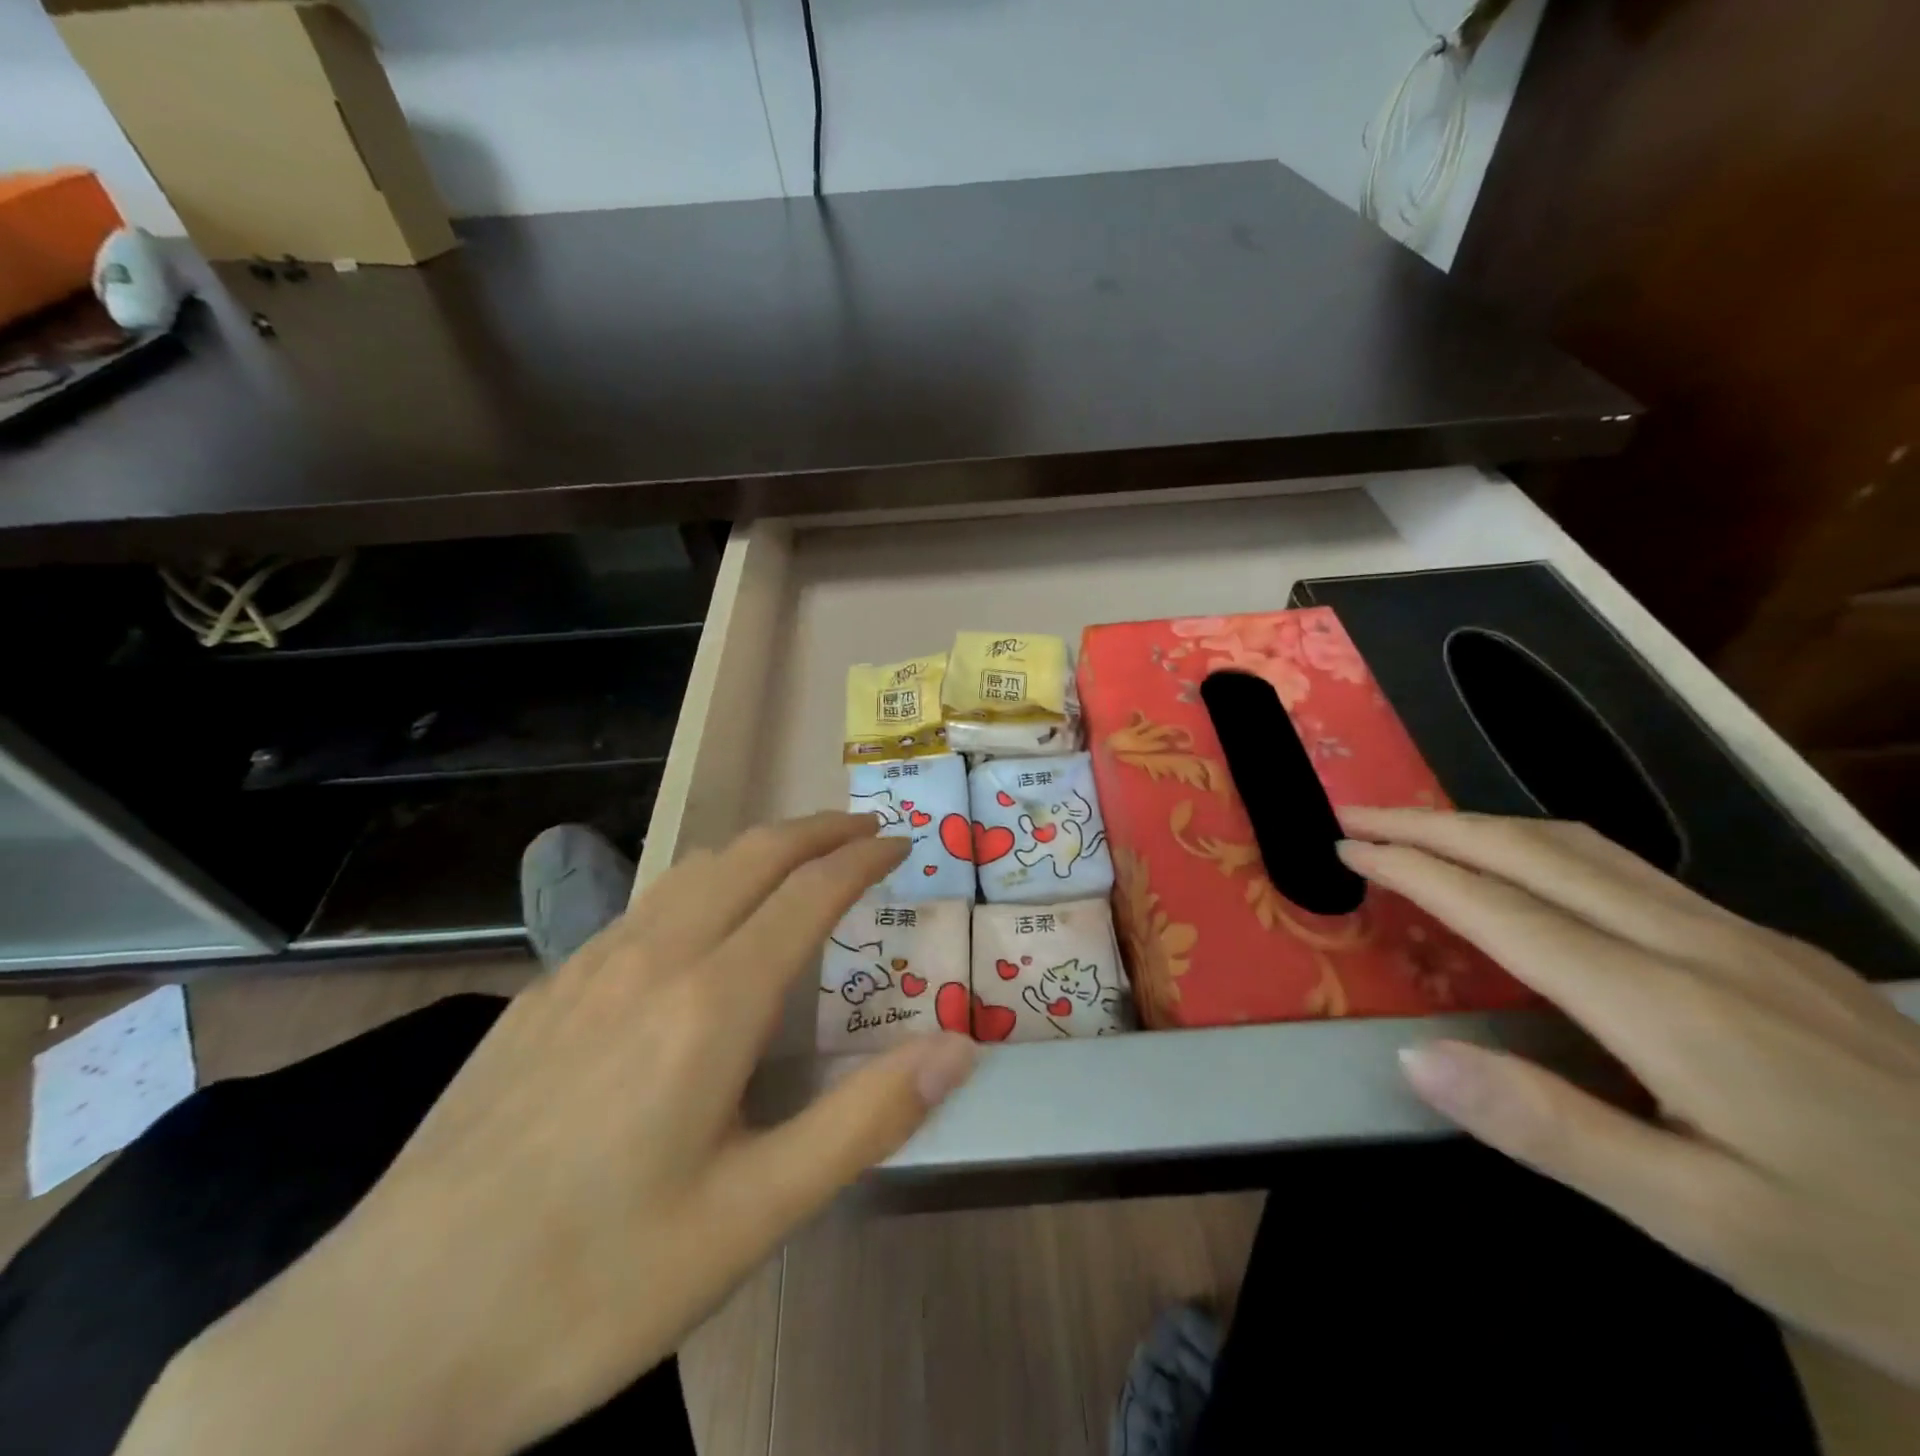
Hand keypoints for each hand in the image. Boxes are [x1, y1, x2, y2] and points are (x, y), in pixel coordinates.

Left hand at [119, 813, 977, 1455]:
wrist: (381, 1339)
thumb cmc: (594, 1283)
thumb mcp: (755, 1218)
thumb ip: (865, 1119)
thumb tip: (958, 1044)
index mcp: (712, 1004)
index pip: (808, 893)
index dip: (861, 857)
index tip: (900, 840)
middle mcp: (652, 961)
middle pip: (750, 856)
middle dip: (815, 829)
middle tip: (863, 826)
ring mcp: (585, 970)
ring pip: (691, 871)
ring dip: (757, 847)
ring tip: (797, 855)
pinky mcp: (541, 995)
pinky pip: (641, 906)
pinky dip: (700, 882)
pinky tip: (699, 921)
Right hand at [1338, 807, 1919, 1388]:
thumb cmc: (1889, 1265)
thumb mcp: (1705, 1226)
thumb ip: (1548, 1130)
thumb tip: (1414, 1058)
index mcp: (1666, 1005)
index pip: (1501, 909)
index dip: (1415, 869)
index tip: (1345, 847)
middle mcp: (1699, 947)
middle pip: (1537, 853)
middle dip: (1433, 825)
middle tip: (1356, 817)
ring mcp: (1747, 942)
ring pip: (1587, 849)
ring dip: (1486, 827)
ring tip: (1421, 831)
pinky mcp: (1778, 955)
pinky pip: (1630, 871)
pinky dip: (1545, 849)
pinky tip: (1532, 873)